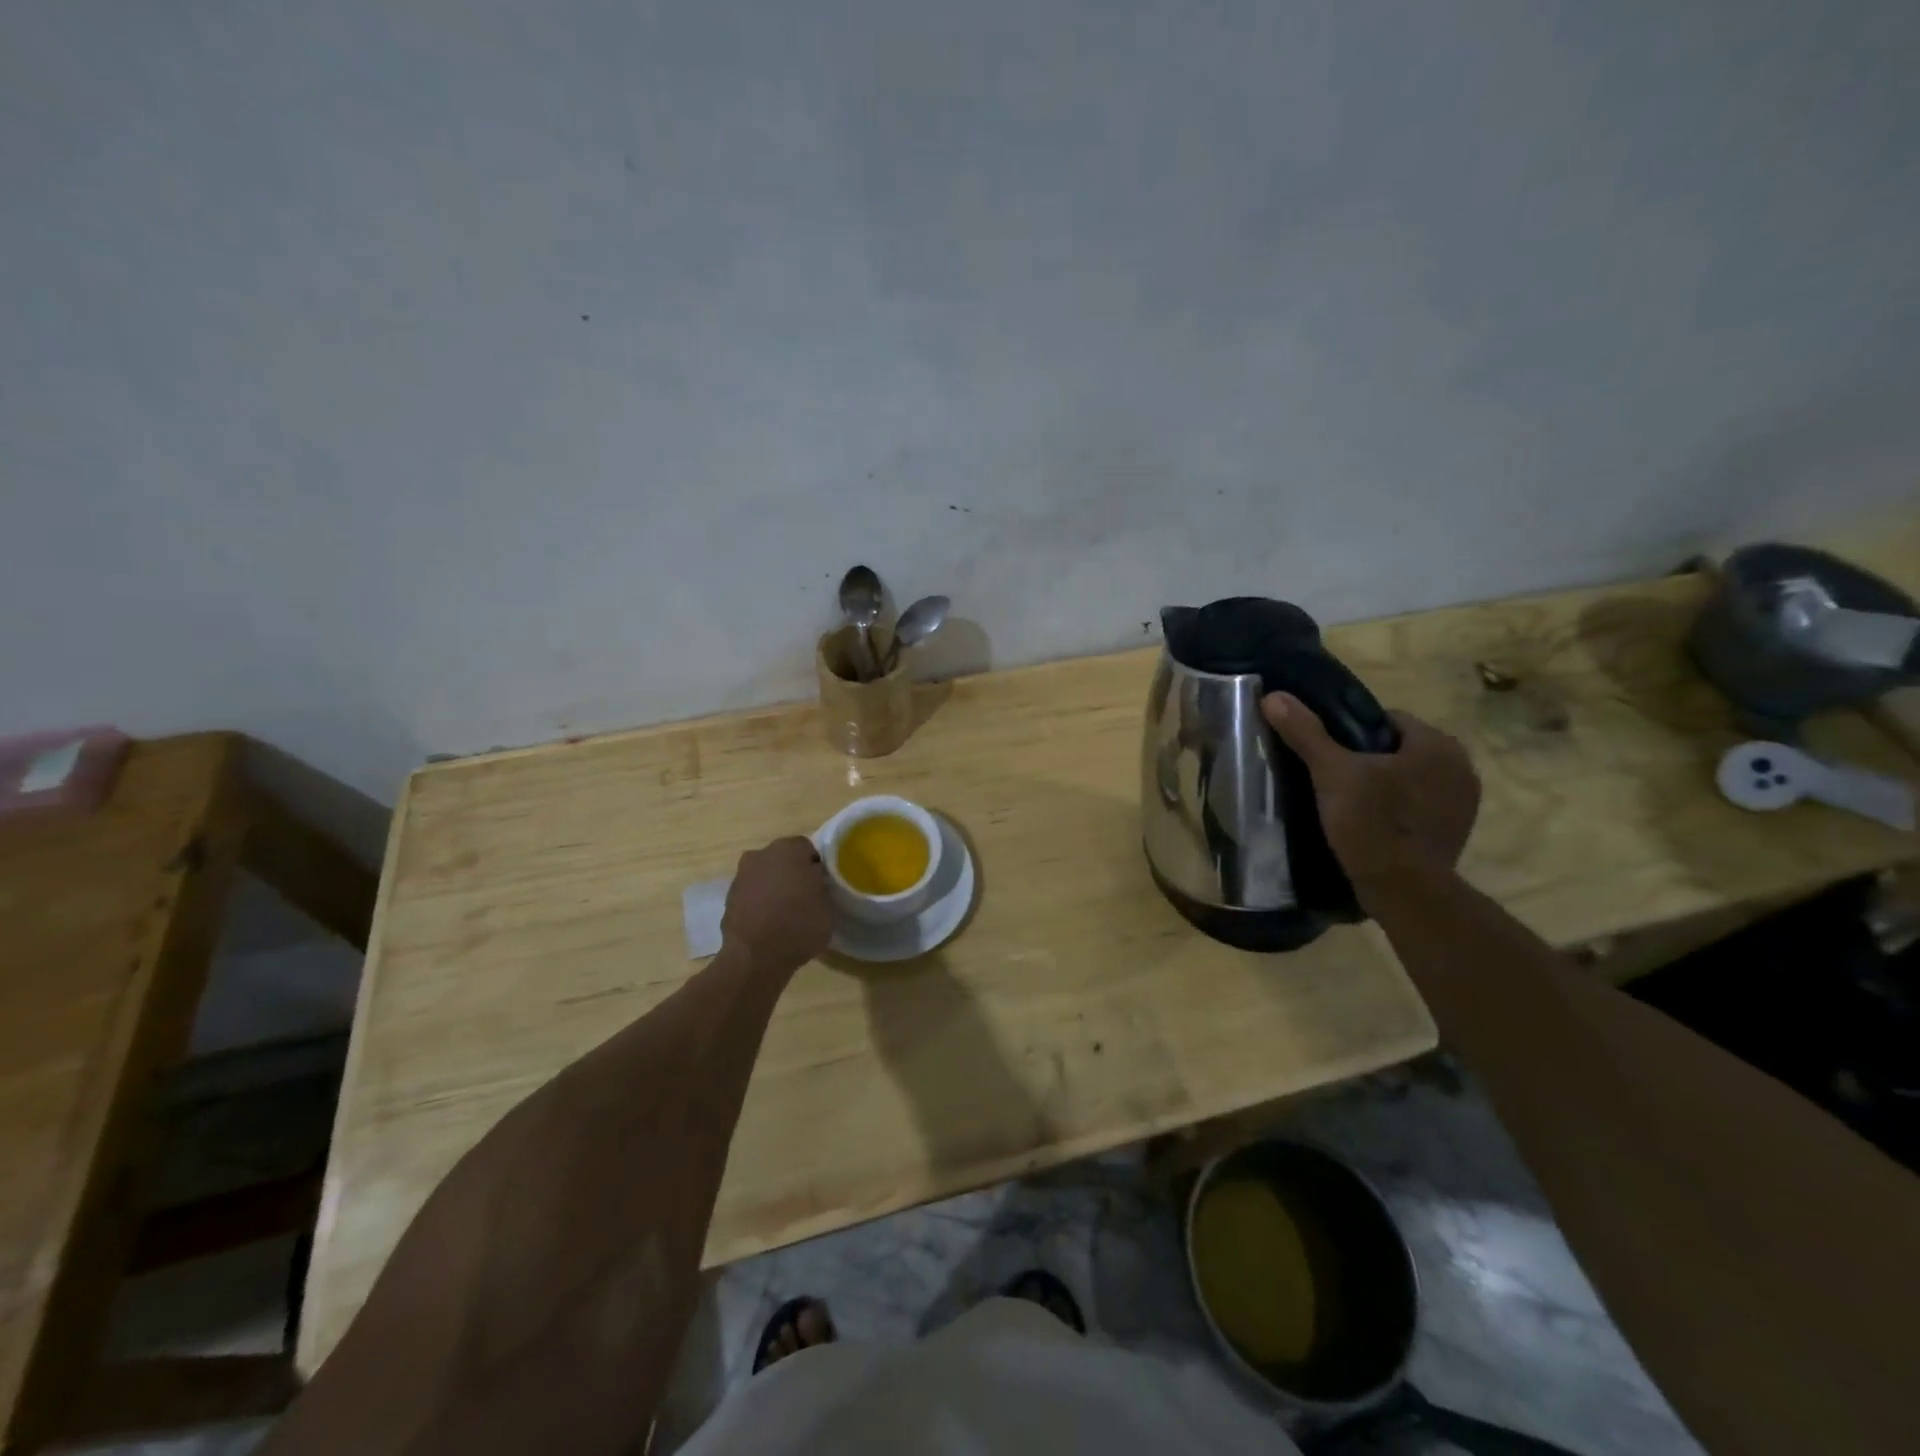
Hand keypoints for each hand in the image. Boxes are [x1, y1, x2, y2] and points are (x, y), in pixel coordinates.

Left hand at [722, 836, 834, 970]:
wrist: (754, 958)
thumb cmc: (798, 926)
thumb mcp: (828, 907)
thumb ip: (821, 887)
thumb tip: (814, 883)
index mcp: (788, 849)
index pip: (808, 849)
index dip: (817, 867)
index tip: (822, 885)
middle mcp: (761, 855)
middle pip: (783, 859)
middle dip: (793, 873)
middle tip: (806, 897)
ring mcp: (741, 876)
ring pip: (765, 876)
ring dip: (774, 887)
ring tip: (786, 913)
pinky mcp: (728, 898)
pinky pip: (751, 894)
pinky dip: (760, 903)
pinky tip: (769, 923)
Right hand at [1262, 692, 1480, 901]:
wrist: (1404, 889)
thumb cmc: (1372, 821)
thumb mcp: (1331, 772)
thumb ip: (1306, 733)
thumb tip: (1273, 696)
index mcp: (1437, 744)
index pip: (1389, 720)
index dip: (1353, 731)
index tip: (1329, 752)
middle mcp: (1461, 768)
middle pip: (1400, 750)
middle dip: (1370, 760)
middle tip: (1334, 779)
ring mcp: (1464, 804)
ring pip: (1411, 780)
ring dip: (1386, 786)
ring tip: (1348, 804)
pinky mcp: (1456, 834)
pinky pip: (1419, 808)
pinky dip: (1397, 812)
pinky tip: (1370, 826)